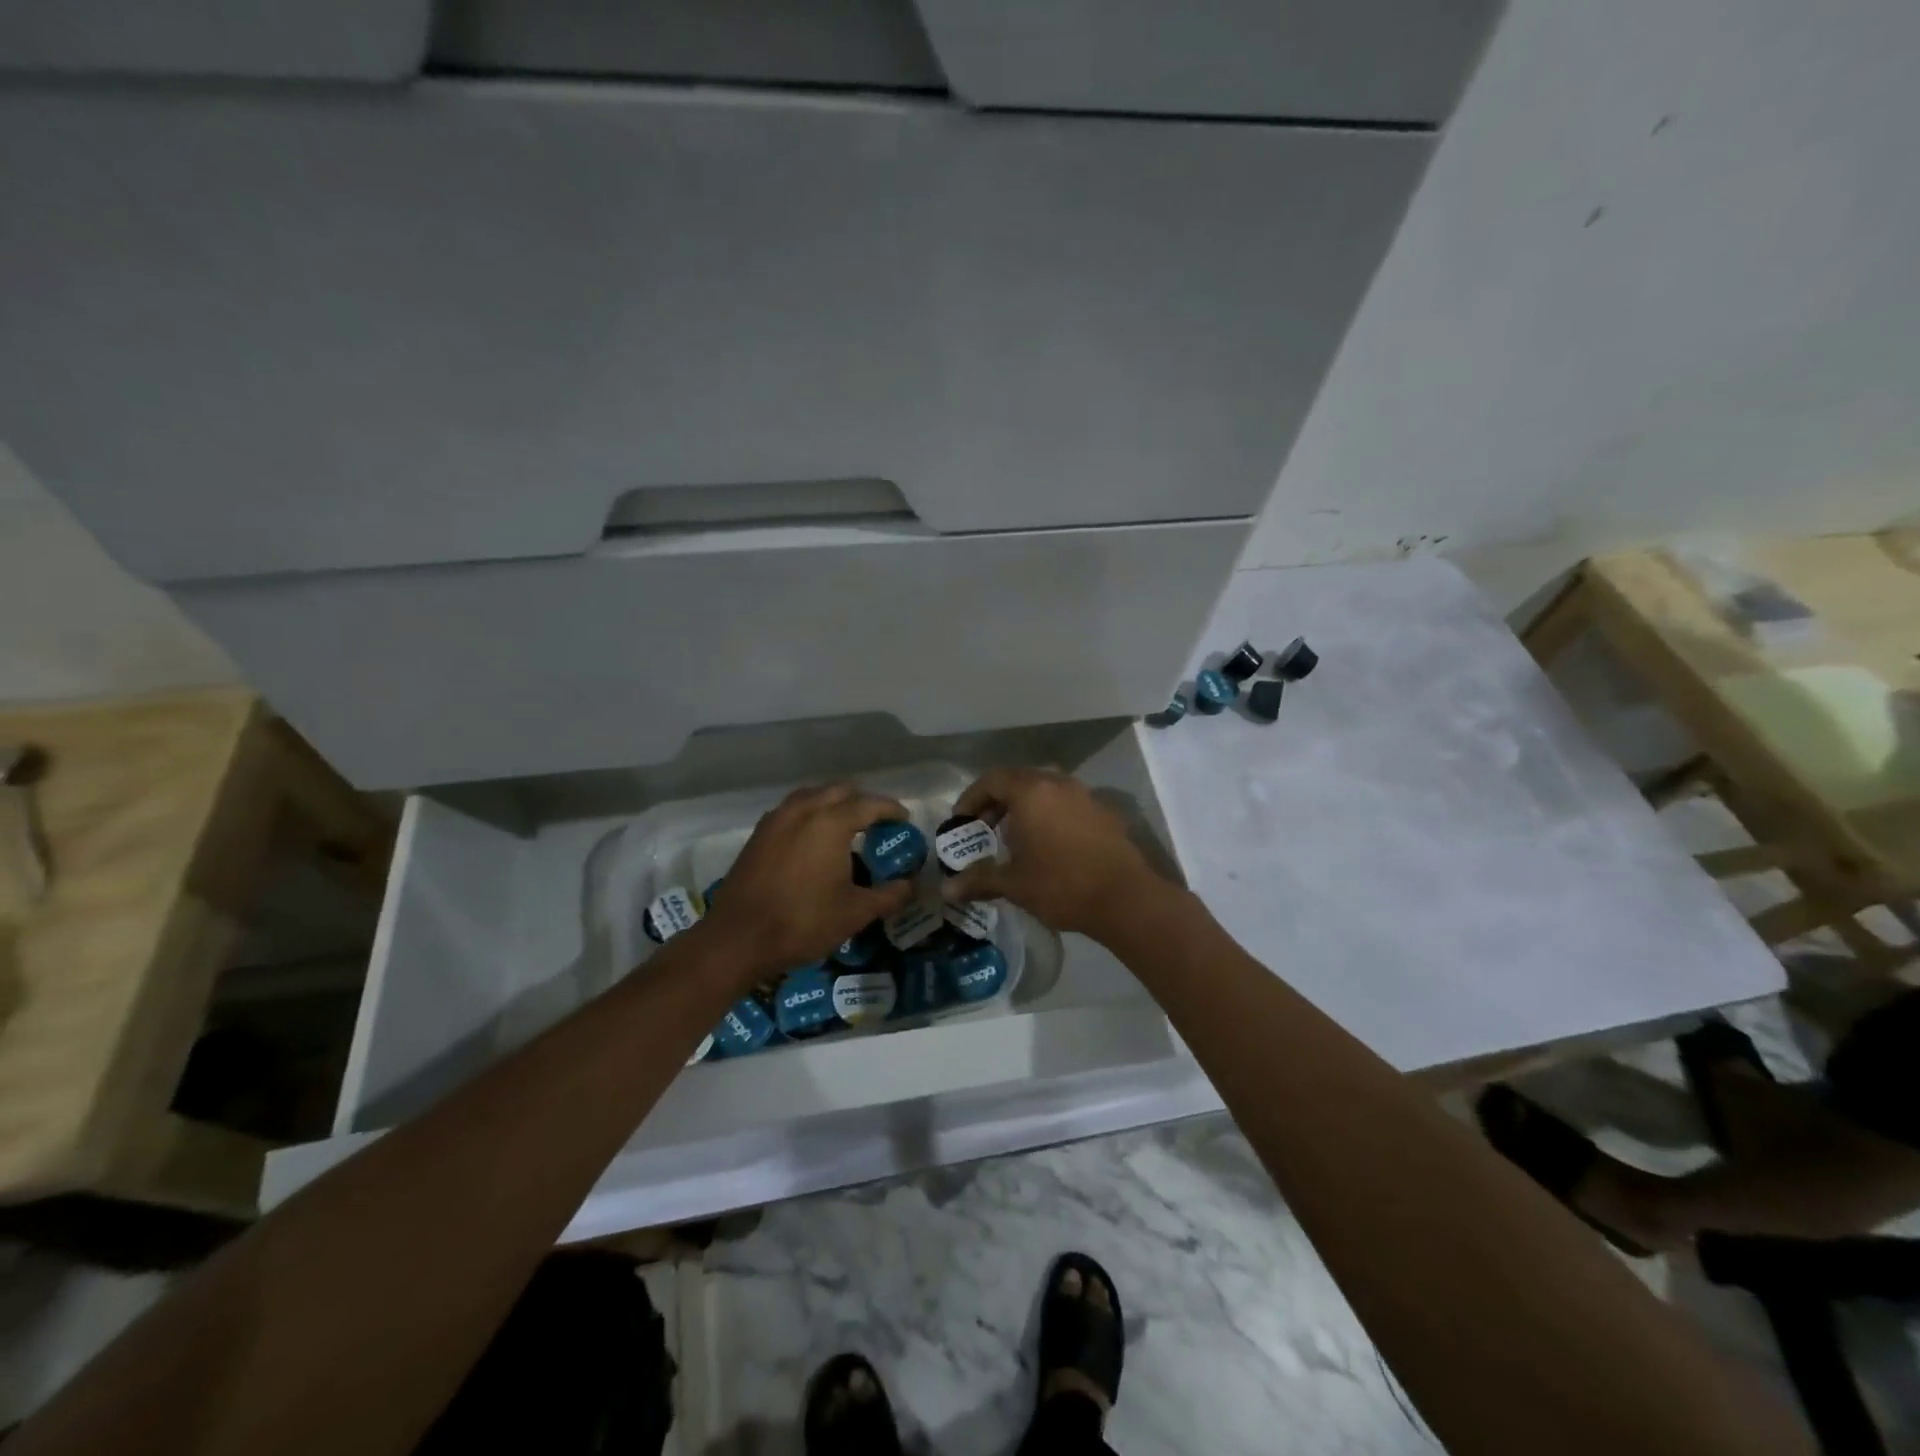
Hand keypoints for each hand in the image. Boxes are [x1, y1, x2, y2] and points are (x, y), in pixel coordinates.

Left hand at [695, 783, 916, 986]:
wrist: (738, 938)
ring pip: (812, 796)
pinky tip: (813, 839)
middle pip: (840, 790)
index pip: (870, 803)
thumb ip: (888, 895)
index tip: (904, 820)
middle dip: (862, 801)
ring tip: (846, 826)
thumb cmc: (803, 922)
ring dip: (833, 803)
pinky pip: (792, 810)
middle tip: (877, 822)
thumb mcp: (855, 913)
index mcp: (831, 822)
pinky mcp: (759, 834)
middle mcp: (803, 810)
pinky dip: (810, 814)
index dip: (891, 809)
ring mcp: (776, 819)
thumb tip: (910, 885)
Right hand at [939, 768, 1170, 941]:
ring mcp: (1085, 796)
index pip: (992, 780)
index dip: (971, 799)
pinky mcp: (1103, 813)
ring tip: (1013, 840)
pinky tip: (1047, 847)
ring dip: (1024, 810)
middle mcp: (1058, 784)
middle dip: (996, 804)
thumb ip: (978, 880)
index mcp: (1031, 791)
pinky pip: (1066, 805)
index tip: (961, 823)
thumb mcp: (1014, 883)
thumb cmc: (1061, 884)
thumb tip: (947, 890)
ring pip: (1045, 792)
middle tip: (983, 831)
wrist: (1125, 898)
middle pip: (1018, 782)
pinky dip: (1049, 817)